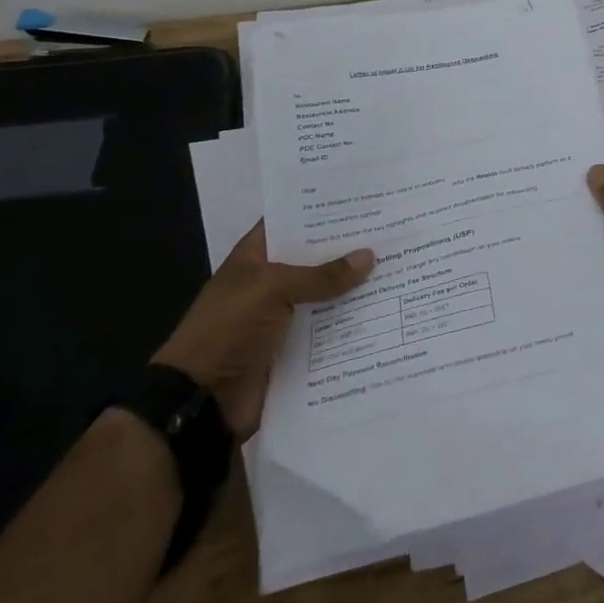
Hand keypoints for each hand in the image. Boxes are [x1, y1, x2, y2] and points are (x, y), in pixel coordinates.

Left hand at [152, 222, 373, 438]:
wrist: (202, 402)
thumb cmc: (228, 330)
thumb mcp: (272, 290)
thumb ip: (321, 275)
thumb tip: (369, 256)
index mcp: (255, 258)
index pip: (291, 223)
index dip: (322, 212)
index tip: (362, 200)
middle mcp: (271, 283)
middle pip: (315, 259)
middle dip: (349, 249)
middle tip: (394, 230)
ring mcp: (284, 317)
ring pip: (327, 295)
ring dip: (356, 287)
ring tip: (401, 266)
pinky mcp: (296, 349)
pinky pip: (329, 330)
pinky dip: (353, 323)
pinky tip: (388, 309)